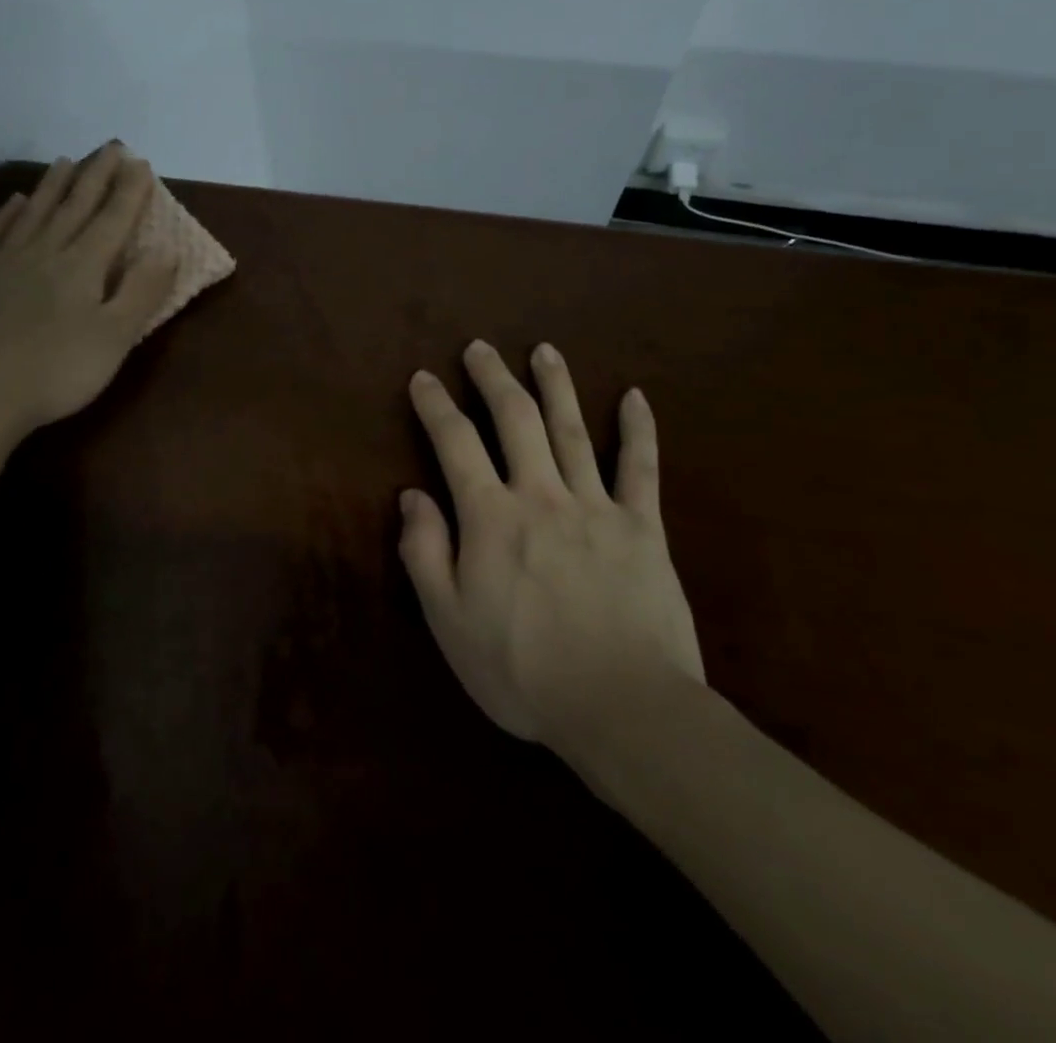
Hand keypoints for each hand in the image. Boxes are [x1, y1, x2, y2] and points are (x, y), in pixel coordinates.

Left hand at [0, 144, 177, 433]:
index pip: (113, 219)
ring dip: (54, 186)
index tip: (141, 162)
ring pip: (35, 213)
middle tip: (110, 147)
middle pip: (75, 206)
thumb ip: (143, 291)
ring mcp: (4, 262)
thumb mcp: (116, 337)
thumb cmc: (57, 371)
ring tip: (67, 162)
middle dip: (97, 175)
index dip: (130, 191)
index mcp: (83, 266)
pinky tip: (14, 203)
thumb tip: (167, 250)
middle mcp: (45, 252)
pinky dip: (7, 215)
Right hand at [400, 340, 704, 751]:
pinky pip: (641, 468)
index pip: (456, 443)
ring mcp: (596, 506)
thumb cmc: (522, 671)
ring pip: (572, 429)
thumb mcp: (449, 622)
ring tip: (544, 349)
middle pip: (515, 419)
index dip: (436, 406)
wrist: (622, 708)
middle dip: (493, 378)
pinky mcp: (643, 527)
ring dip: (555, 385)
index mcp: (490, 517)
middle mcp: (541, 495)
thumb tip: (412, 495)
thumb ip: (425, 553)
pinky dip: (638, 430)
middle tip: (480, 347)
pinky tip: (635, 396)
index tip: (423, 379)